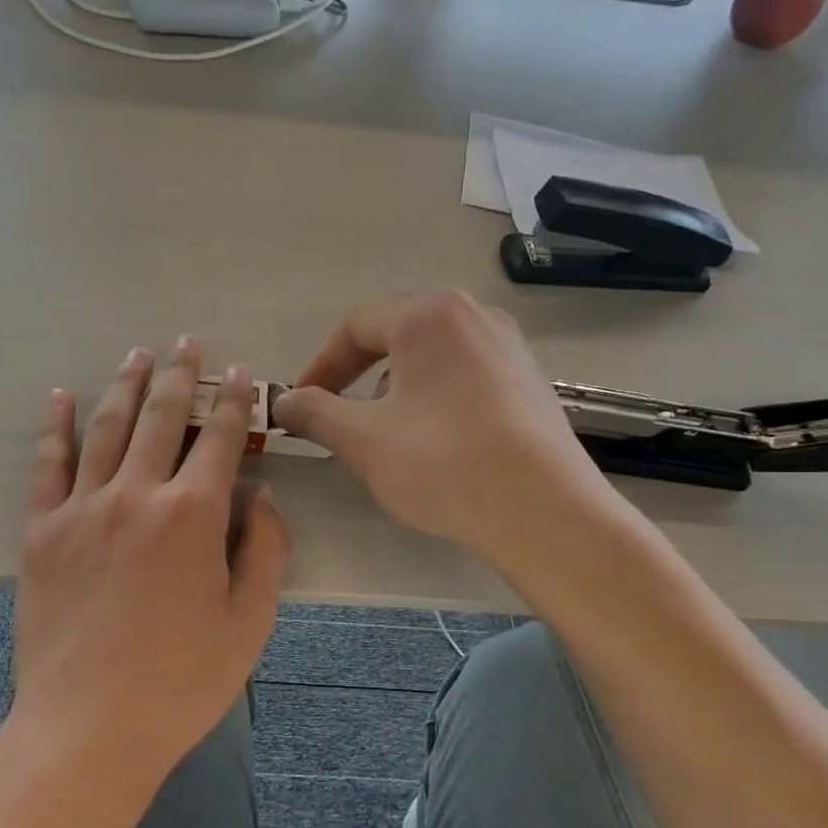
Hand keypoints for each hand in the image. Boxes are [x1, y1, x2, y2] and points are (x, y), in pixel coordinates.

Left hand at [11, 338, 288, 796]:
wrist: (88, 729)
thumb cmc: (180, 682)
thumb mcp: (249, 623)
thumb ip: (265, 551)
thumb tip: (262, 498)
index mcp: (193, 515)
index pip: (220, 438)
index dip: (235, 401)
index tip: (240, 374)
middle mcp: (136, 495)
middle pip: (161, 417)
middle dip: (179, 374)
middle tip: (187, 342)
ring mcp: (82, 509)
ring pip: (106, 428)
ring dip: (125, 385)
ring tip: (137, 354)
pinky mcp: (41, 531)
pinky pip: (47, 465)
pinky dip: (55, 426)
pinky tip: (61, 397)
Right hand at [274, 290, 634, 571]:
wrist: (544, 512)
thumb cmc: (443, 464)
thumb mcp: (362, 439)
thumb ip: (314, 412)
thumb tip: (283, 400)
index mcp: (428, 315)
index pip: (354, 327)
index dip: (319, 367)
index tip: (299, 406)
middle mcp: (473, 315)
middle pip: (395, 335)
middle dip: (356, 377)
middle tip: (338, 417)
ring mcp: (508, 346)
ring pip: (430, 357)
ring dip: (395, 389)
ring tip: (386, 434)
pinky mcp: (529, 380)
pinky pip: (464, 376)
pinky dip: (433, 398)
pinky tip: (436, 442)